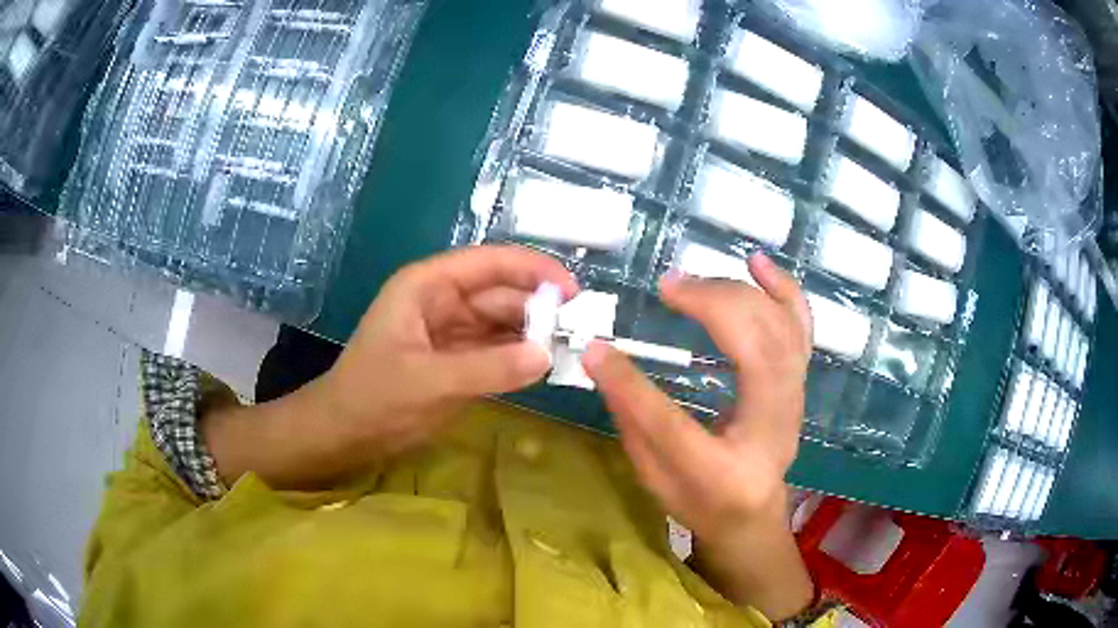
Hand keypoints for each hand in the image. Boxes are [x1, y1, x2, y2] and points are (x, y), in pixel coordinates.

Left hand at [322, 245, 578, 456]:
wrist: (345, 434)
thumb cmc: (374, 398)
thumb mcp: (429, 382)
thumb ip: (489, 369)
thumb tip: (547, 356)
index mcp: (428, 286)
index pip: (489, 263)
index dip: (533, 269)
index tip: (573, 291)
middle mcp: (443, 302)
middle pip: (502, 294)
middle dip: (540, 309)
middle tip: (581, 332)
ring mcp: (452, 333)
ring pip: (504, 324)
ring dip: (534, 335)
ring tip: (573, 350)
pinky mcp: (458, 361)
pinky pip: (498, 352)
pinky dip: (521, 358)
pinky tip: (546, 367)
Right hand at [582, 253, 813, 618]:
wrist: (753, 515)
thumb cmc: (700, 502)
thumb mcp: (654, 478)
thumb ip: (632, 421)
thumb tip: (603, 358)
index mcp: (723, 474)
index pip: (672, 425)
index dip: (631, 385)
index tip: (597, 348)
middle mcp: (771, 432)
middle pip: (752, 354)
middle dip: (708, 307)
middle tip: (665, 288)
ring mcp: (793, 402)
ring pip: (780, 330)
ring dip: (737, 293)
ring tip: (692, 280)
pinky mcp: (798, 382)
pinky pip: (800, 326)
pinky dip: (782, 288)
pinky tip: (756, 262)